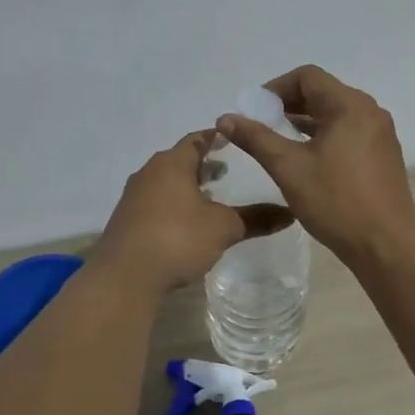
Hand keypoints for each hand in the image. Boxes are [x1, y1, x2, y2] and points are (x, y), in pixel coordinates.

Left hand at [91, 130, 293, 291]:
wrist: (124, 277)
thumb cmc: (177, 238)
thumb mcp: (223, 228)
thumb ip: (256, 219)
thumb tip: (290, 213)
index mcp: (172, 163)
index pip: (197, 139)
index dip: (216, 138)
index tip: (234, 139)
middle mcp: (149, 173)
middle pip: (179, 160)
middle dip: (202, 164)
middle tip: (226, 170)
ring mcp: (133, 197)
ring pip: (165, 182)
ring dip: (186, 186)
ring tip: (209, 197)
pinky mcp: (126, 221)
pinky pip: (154, 202)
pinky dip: (173, 204)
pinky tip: (185, 223)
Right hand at [215, 66, 414, 270]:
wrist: (386, 246)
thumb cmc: (336, 202)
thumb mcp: (288, 168)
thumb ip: (256, 138)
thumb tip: (225, 118)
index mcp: (350, 106)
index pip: (307, 76)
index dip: (276, 88)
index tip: (255, 111)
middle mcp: (370, 111)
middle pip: (323, 92)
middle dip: (289, 105)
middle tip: (262, 126)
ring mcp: (381, 133)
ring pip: (336, 113)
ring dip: (306, 121)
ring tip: (279, 142)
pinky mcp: (384, 154)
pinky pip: (350, 131)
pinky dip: (325, 135)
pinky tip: (308, 159)